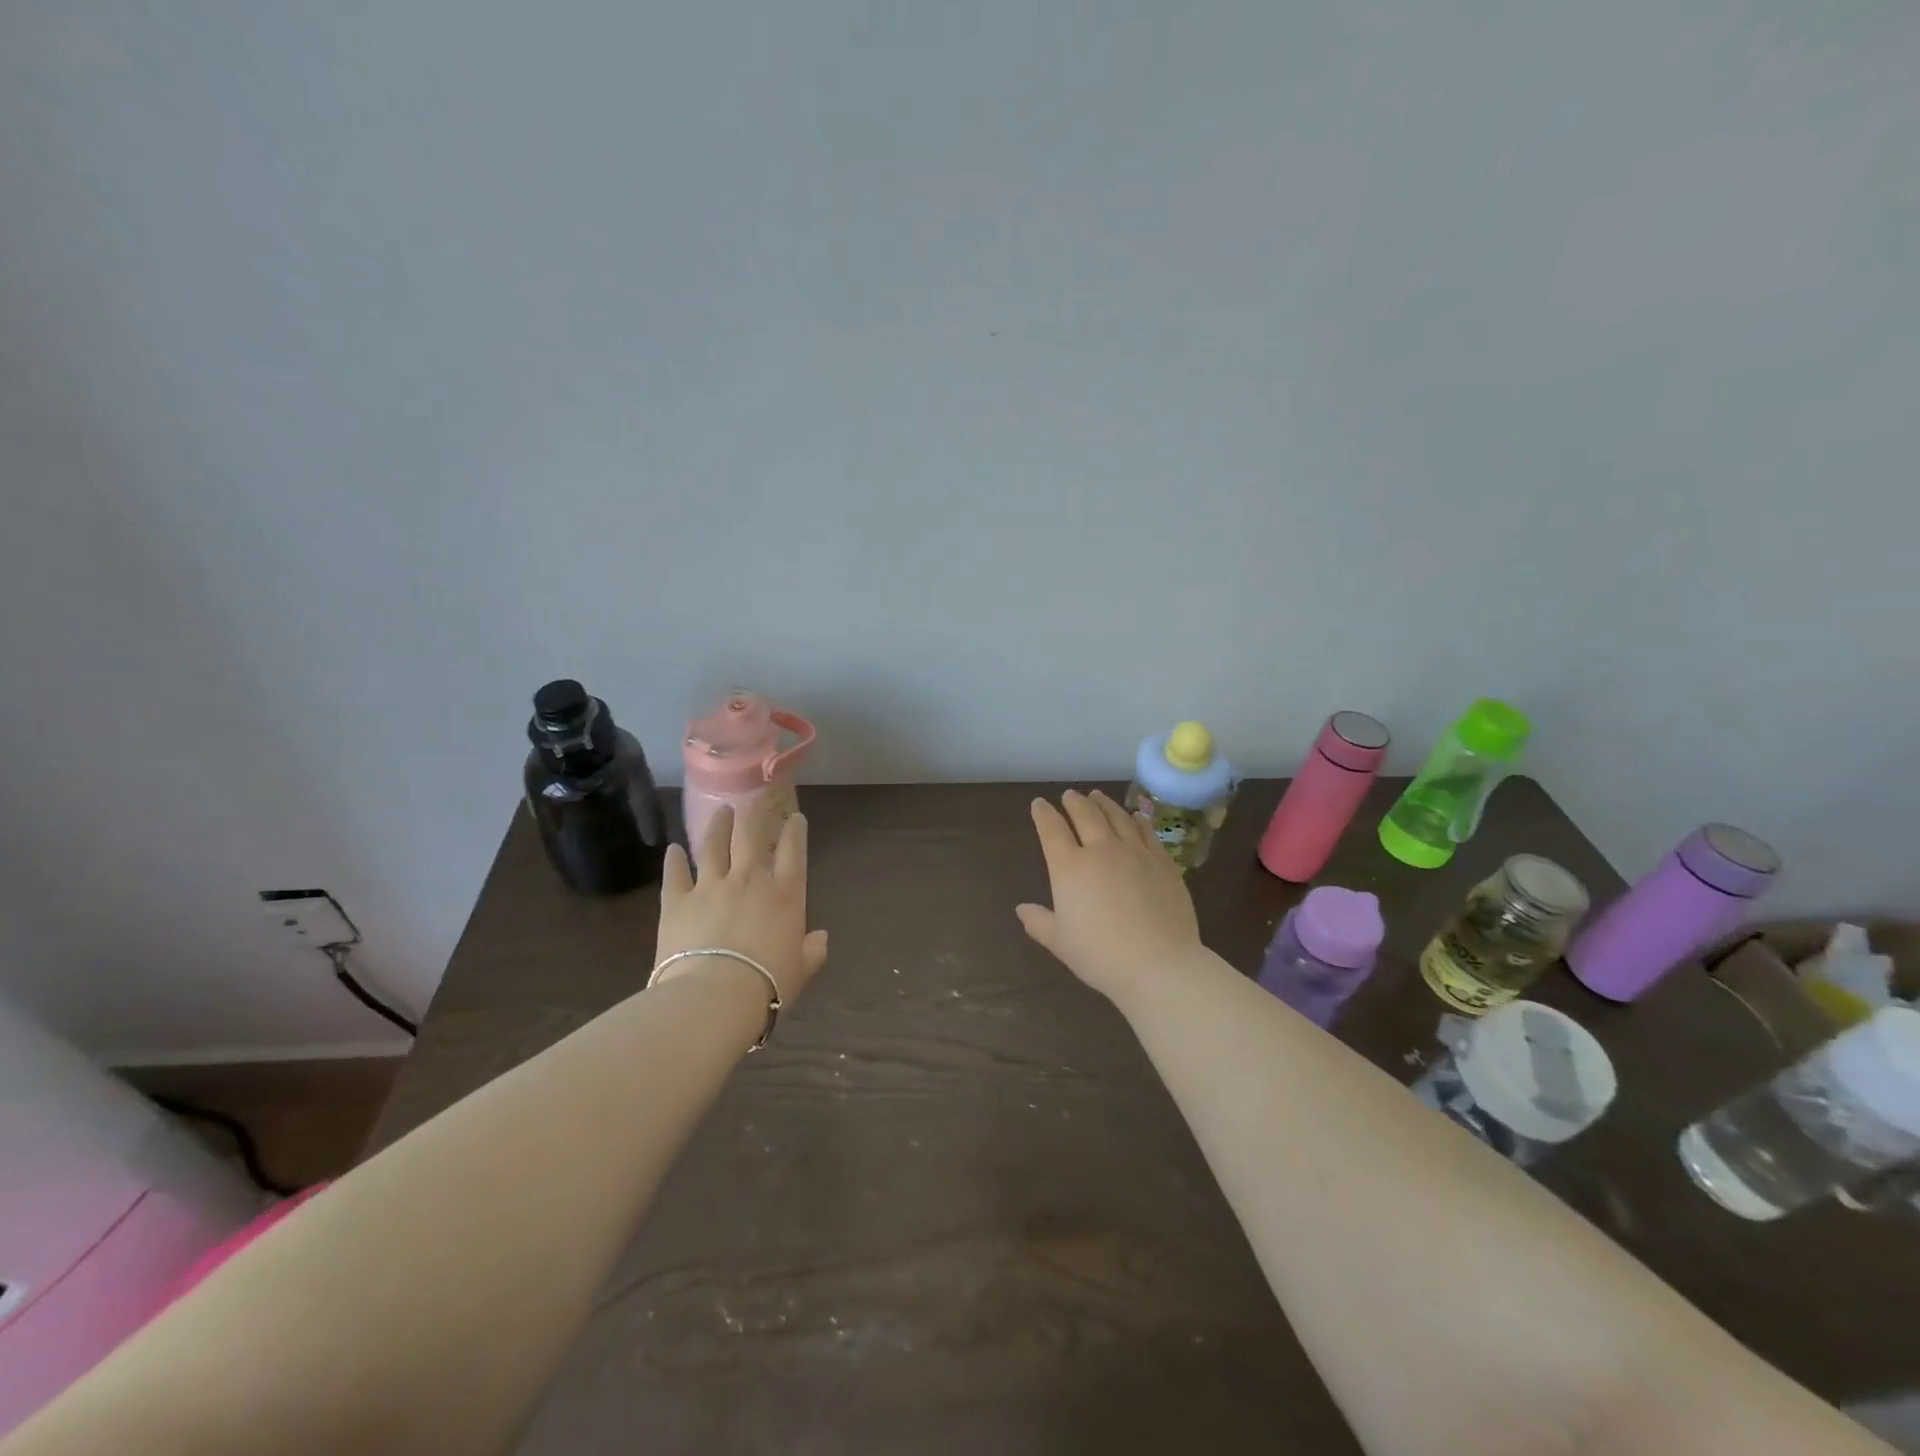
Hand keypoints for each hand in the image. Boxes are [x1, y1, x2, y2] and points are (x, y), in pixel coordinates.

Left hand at [654, 803, 828, 1005]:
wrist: (714, 995)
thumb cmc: (767, 983)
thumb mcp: (800, 969)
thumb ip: (813, 950)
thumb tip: (821, 938)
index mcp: (785, 894)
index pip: (793, 851)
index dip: (795, 831)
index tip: (795, 818)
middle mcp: (749, 880)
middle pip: (750, 836)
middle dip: (753, 815)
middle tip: (751, 803)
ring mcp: (711, 886)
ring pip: (714, 845)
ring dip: (718, 826)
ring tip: (720, 812)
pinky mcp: (678, 900)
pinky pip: (675, 874)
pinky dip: (674, 860)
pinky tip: (673, 850)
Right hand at [1016, 789, 1202, 1005]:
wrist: (1159, 964)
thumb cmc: (1101, 956)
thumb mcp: (1060, 943)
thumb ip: (1039, 922)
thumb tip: (1021, 909)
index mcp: (1070, 868)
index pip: (1052, 830)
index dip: (1043, 814)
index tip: (1039, 804)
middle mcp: (1101, 850)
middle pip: (1085, 815)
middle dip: (1074, 802)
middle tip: (1069, 795)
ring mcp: (1135, 853)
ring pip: (1117, 817)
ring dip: (1104, 804)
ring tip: (1097, 796)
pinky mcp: (1163, 862)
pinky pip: (1147, 832)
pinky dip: (1138, 820)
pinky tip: (1136, 816)